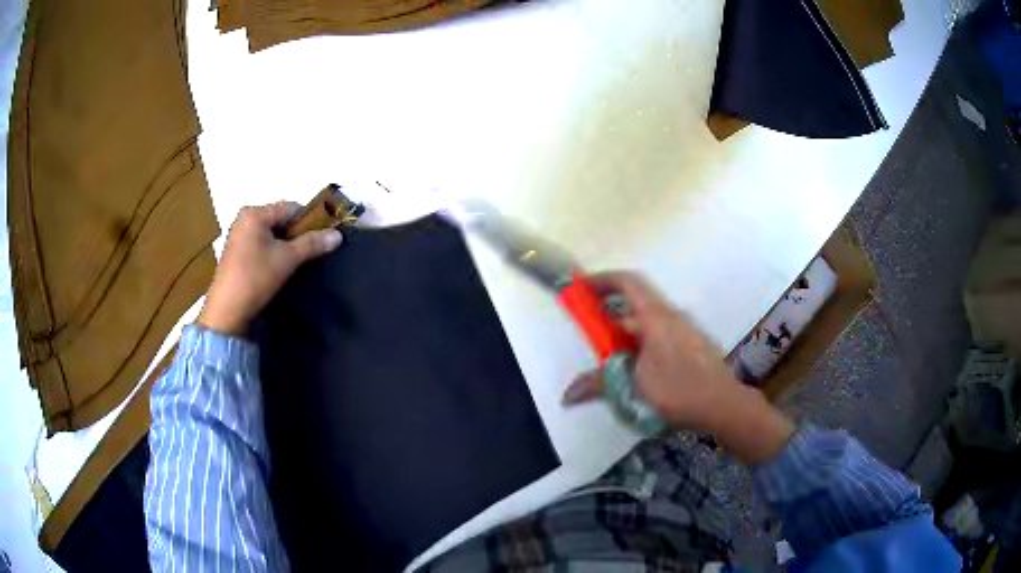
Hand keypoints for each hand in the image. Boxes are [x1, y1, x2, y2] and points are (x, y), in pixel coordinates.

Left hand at [197, 202, 342, 335]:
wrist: (227, 311)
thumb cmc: (255, 278)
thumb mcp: (287, 259)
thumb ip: (312, 244)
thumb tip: (338, 235)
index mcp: (255, 213)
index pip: (291, 208)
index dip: (310, 221)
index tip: (322, 238)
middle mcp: (244, 218)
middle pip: (280, 219)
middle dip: (296, 234)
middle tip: (310, 252)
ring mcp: (238, 235)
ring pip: (271, 233)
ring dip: (285, 244)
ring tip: (295, 262)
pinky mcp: (236, 252)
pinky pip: (260, 243)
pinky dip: (273, 251)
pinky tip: (278, 267)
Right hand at [562, 271, 793, 464]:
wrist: (722, 404)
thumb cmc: (679, 390)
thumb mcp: (634, 388)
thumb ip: (600, 385)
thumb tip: (567, 396)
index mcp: (656, 317)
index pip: (628, 282)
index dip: (603, 280)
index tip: (582, 287)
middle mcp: (672, 315)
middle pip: (636, 302)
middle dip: (611, 313)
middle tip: (591, 332)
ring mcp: (685, 329)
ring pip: (649, 320)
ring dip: (627, 330)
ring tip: (613, 355)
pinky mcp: (692, 343)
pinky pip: (661, 332)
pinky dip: (643, 341)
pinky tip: (640, 368)